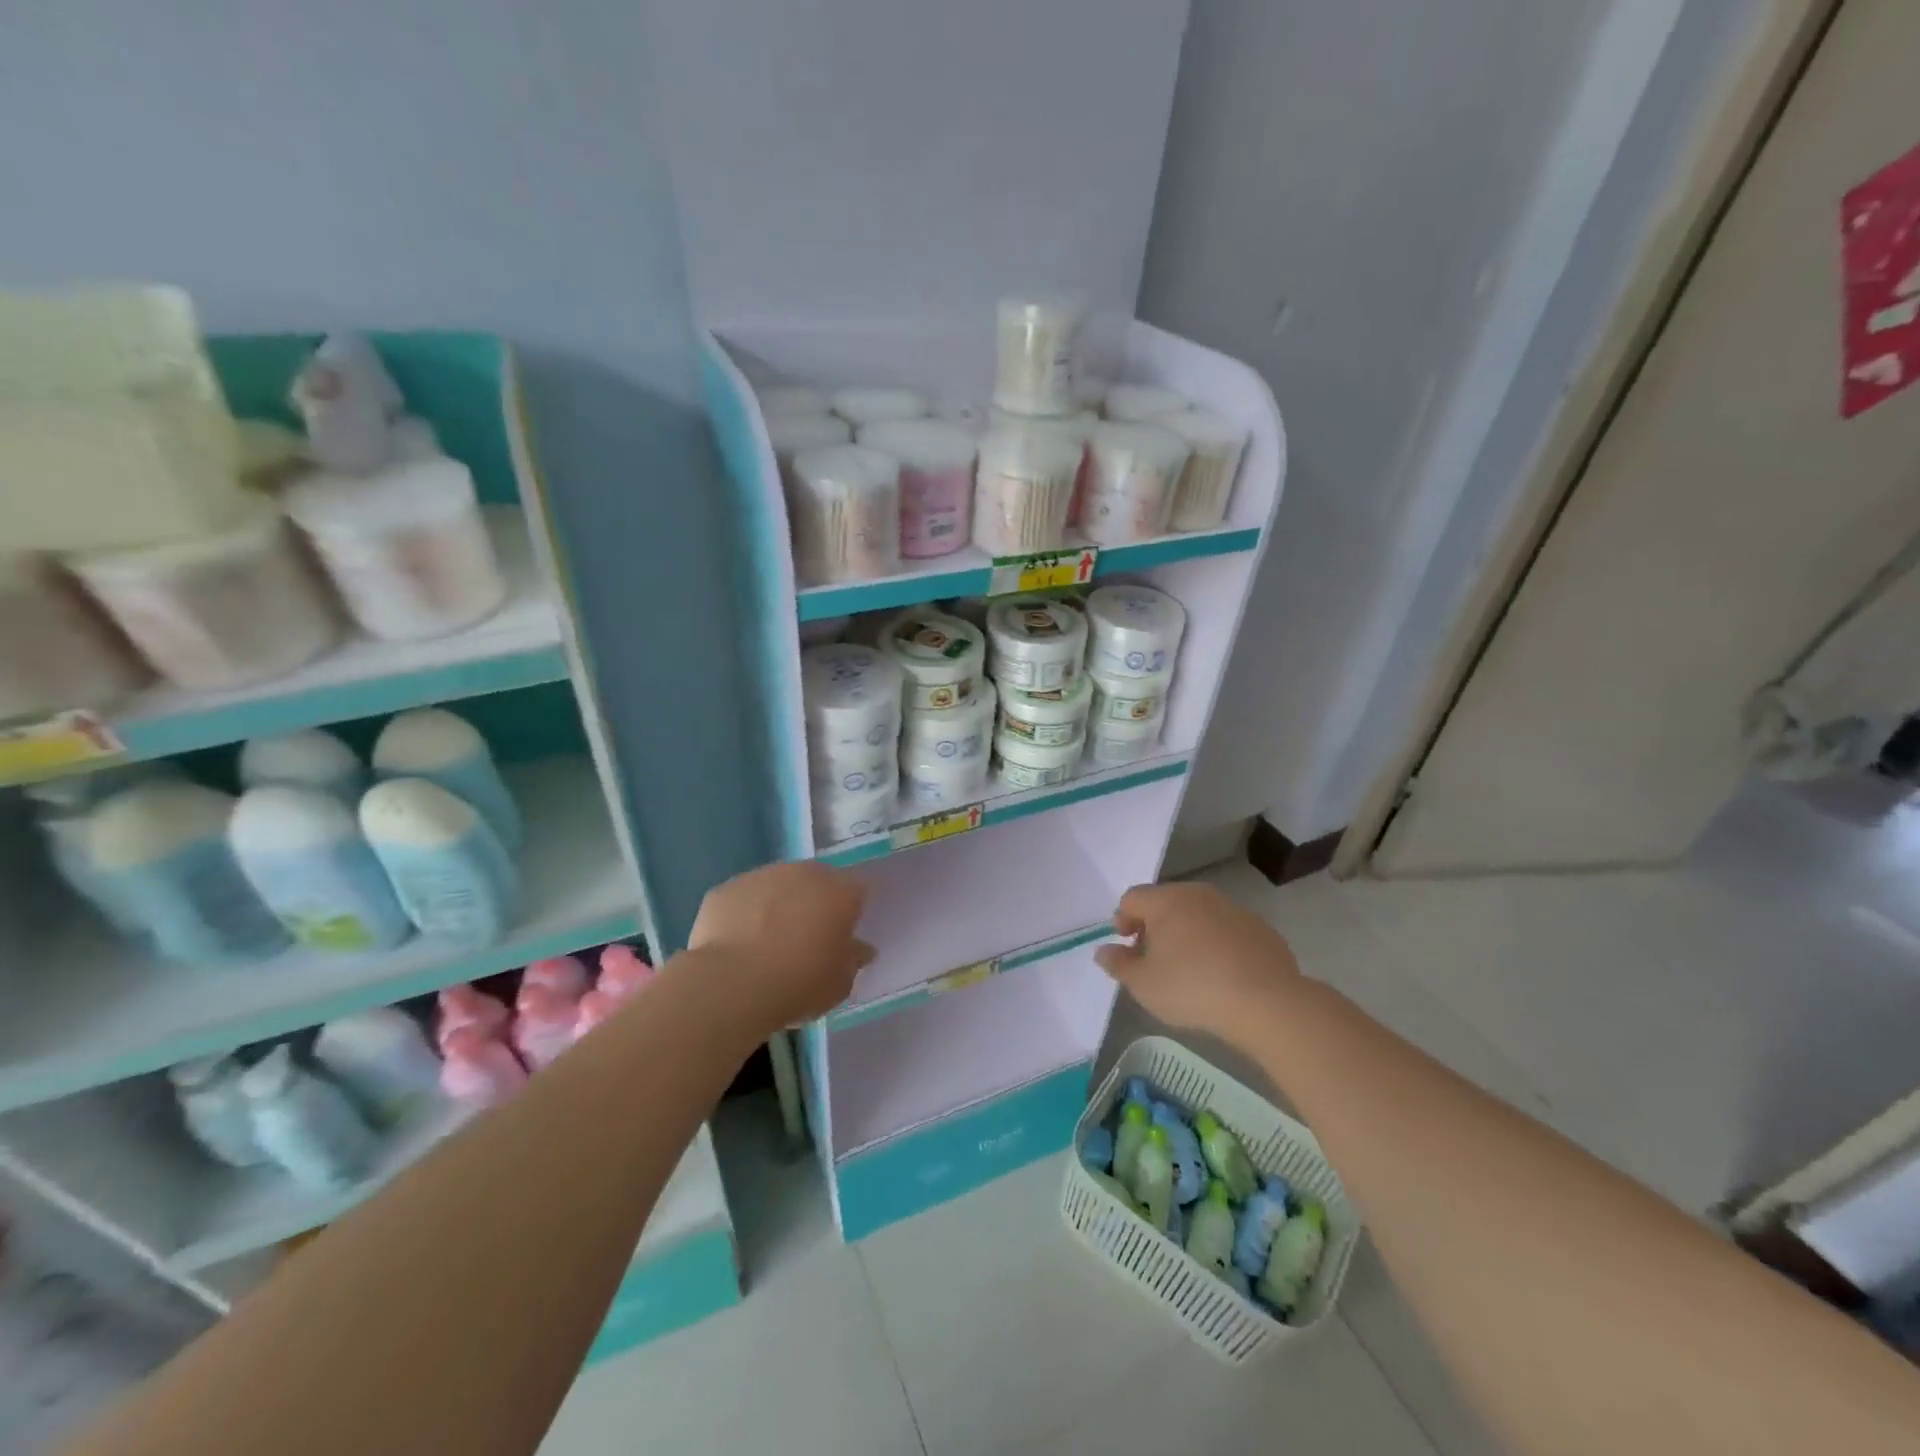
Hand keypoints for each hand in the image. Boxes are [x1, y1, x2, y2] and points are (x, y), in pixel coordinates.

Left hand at [689, 861, 872, 1030]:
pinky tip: (738, 946)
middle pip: (815, 881)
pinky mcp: (726, 888)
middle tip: (805, 939)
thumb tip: (859, 949)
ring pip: (777, 886)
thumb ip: (853, 959)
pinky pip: (743, 899)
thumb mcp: (841, 982)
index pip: (856, 890)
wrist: (734, 983)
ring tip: (767, 945)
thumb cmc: (801, 982)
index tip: (841, 936)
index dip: (849, 911)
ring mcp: (761, 875)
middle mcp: (803, 872)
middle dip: (813, 903)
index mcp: (840, 890)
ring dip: (777, 906)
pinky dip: (744, 915)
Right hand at [1095, 882, 1302, 1041]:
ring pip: (1198, 914)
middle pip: (1166, 902)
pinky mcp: (1260, 928)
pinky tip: (1221, 973)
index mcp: (1166, 901)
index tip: (1126, 946)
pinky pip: (1227, 929)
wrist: (1266, 1002)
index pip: (1132, 898)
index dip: (1122, 919)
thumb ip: (1118, 964)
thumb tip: (1103, 951)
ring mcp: (1233, 908)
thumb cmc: (1192, 988)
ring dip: (1187, 933)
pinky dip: (1217, 944)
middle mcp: (1198, 895)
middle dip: (1154, 926)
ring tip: (1188, 967)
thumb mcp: (1143, 984)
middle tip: (1153, 958)